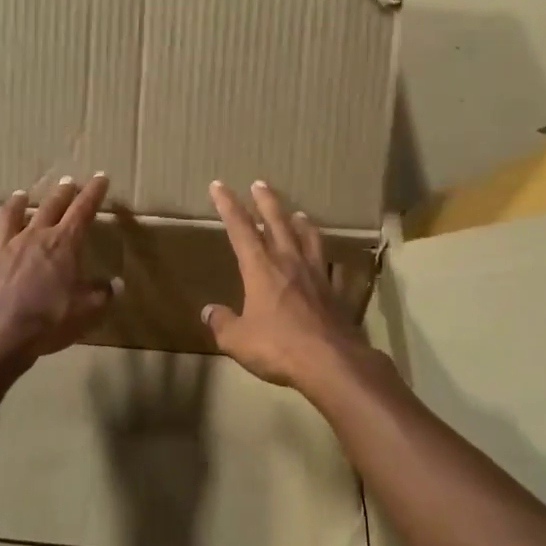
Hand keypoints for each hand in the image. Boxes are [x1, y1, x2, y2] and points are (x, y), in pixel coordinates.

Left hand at [0, 175, 116, 375]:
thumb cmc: (48, 322)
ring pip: (9, 217)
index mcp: (62, 245)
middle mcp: (32, 238)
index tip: (100, 177)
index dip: (93, 193)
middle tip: (67, 182)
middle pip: (49, 208)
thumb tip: (116, 284)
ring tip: (21, 194)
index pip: (82, 212)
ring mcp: (1, 250)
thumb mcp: (85, 311)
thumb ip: (102, 294)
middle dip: (61, 193)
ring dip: (17, 204)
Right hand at [203, 180, 374, 390]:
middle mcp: (289, 263)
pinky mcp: (336, 293)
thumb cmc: (277, 347)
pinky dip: (327, 259)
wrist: (330, 362)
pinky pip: (331, 267)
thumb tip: (209, 311)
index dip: (228, 206)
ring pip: (308, 239)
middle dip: (266, 202)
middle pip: (277, 224)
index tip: (219, 186)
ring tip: (298, 213)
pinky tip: (329, 261)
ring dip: (300, 223)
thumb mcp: (237, 339)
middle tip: (260, 184)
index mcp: (261, 269)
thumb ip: (222, 323)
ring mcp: (317, 275)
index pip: (241, 229)